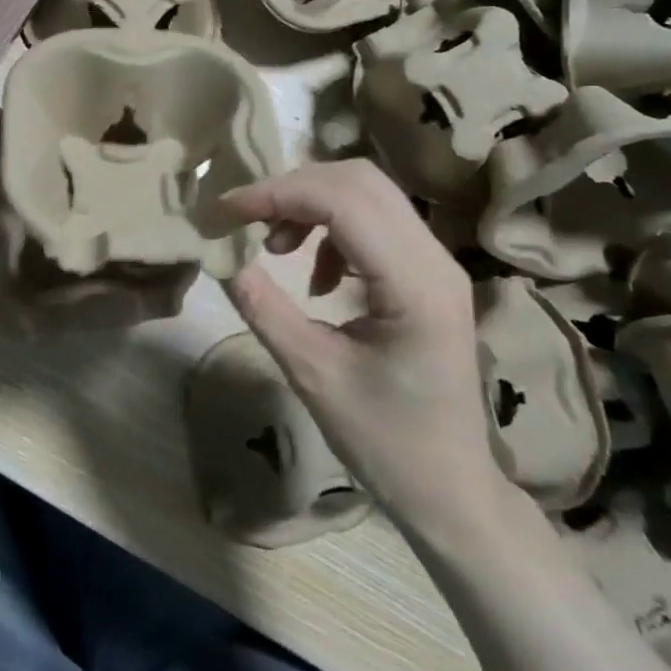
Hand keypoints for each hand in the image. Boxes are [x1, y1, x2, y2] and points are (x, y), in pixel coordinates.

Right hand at [223, 160, 509, 539]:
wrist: (450, 489)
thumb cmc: (385, 443)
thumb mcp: (312, 375)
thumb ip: (263, 306)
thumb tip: (219, 254)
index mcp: (415, 285)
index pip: (343, 201)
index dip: (278, 193)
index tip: (226, 210)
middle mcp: (435, 259)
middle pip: (359, 181)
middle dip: (293, 189)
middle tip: (247, 220)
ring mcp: (437, 262)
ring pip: (368, 193)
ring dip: (311, 204)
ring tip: (276, 248)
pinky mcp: (427, 272)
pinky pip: (375, 220)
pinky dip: (332, 227)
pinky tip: (314, 276)